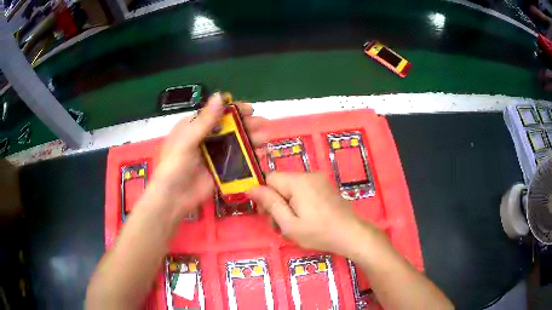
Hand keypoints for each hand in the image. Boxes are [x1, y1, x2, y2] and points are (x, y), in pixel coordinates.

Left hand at [150, 93, 267, 221]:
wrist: (172, 198)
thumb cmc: (174, 166)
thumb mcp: (187, 141)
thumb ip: (205, 120)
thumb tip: (220, 95)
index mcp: (194, 127)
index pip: (217, 114)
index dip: (234, 110)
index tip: (251, 109)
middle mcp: (205, 139)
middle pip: (229, 128)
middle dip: (247, 125)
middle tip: (265, 124)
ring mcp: (213, 155)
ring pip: (235, 144)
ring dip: (251, 140)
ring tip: (266, 138)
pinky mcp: (219, 171)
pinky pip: (236, 161)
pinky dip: (248, 157)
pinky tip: (259, 154)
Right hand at [247, 172, 383, 256]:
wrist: (351, 234)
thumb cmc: (319, 233)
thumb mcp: (289, 223)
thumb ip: (270, 204)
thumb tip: (251, 188)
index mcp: (298, 182)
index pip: (270, 178)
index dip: (264, 195)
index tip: (267, 215)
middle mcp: (309, 175)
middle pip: (281, 183)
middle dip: (276, 203)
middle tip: (280, 225)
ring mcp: (319, 180)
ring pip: (291, 188)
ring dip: (287, 205)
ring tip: (293, 226)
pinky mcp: (325, 187)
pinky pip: (304, 190)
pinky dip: (299, 203)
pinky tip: (305, 219)